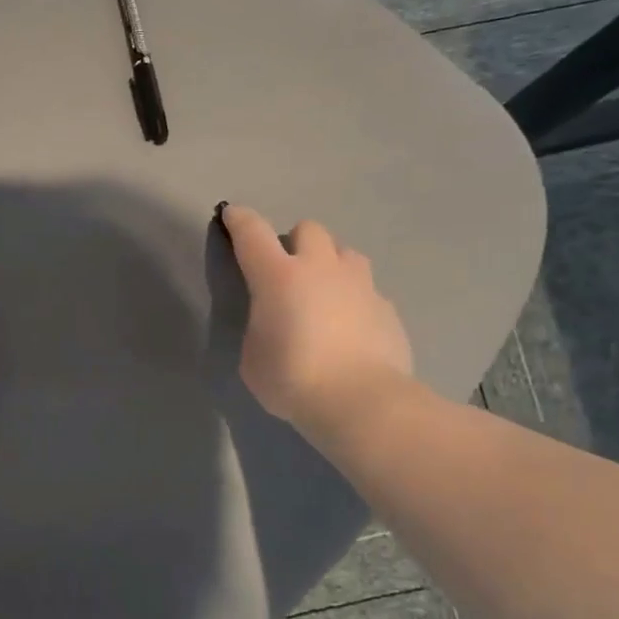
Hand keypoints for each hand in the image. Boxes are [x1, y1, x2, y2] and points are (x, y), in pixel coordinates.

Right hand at [221, 204, 414, 435]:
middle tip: (288, 273)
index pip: (252, 233)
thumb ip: (261, 328)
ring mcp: (360, 284)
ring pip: (344, 253)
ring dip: (330, 264)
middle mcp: (320, 268)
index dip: (239, 220)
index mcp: (278, 277)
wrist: (361, 403)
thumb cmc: (292, 380)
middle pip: (308, 229)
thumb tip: (275, 323)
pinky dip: (354, 299)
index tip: (232, 215)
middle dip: (295, 243)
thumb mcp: (253, 357)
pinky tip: (350, 327)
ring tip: (324, 294)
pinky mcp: (387, 307)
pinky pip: (367, 289)